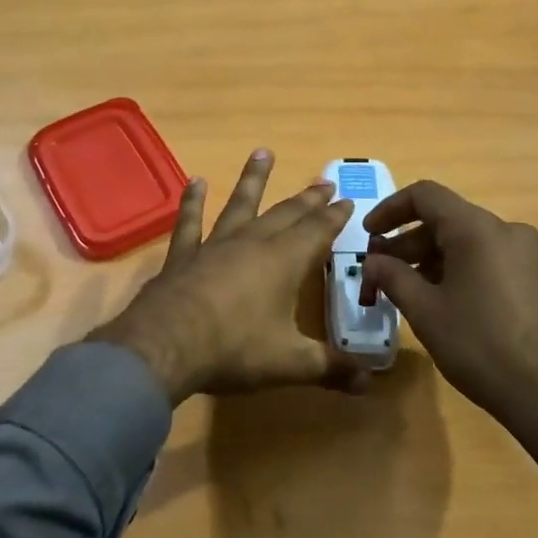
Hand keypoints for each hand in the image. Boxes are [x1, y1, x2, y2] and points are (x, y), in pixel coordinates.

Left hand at [90, 150, 355, 405]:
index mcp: (285, 262)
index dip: (335, 217)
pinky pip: (190, 222)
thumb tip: (372, 384)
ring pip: (240, 205)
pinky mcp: (184, 255)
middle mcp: (253, 243)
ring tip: (263, 153)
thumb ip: (331, 368)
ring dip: (254, 180)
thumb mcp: (291, 363)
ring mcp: (215, 245)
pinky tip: (196, 182)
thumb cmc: (235, 350)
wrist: (166, 345)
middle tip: (324, 182)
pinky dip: (193, 202)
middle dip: (307, 199)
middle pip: (286, 214)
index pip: (318, 231)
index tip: (347, 200)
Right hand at [361, 180, 537, 499]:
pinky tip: (442, 302)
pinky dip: (458, 270)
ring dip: (430, 259)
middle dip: (407, 242)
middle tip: (379, 271)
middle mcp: (506, 230)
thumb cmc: (480, 346)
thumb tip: (373, 262)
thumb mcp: (426, 312)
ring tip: (405, 291)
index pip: (425, 195)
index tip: (368, 235)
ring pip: (467, 242)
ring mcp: (527, 255)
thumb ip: (393, 277)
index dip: (389, 209)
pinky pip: (488, 260)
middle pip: (446, 219)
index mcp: (477, 229)